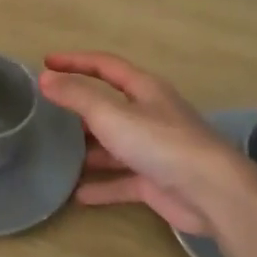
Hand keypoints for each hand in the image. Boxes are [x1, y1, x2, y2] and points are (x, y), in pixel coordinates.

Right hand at [39, 52, 256, 233]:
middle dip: (79, 109)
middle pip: (109, 106)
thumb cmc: (160, 143)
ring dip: (87, 150)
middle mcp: (150, 115)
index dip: (76, 61)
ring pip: (114, 145)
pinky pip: (121, 180)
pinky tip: (76, 194)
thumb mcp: (111, 114)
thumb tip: (44, 78)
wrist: (211, 192)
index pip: (106, 66)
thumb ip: (77, 96)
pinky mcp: (156, 181)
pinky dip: (101, 186)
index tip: (47, 62)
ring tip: (55, 155)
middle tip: (47, 115)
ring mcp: (154, 150)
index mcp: (144, 89)